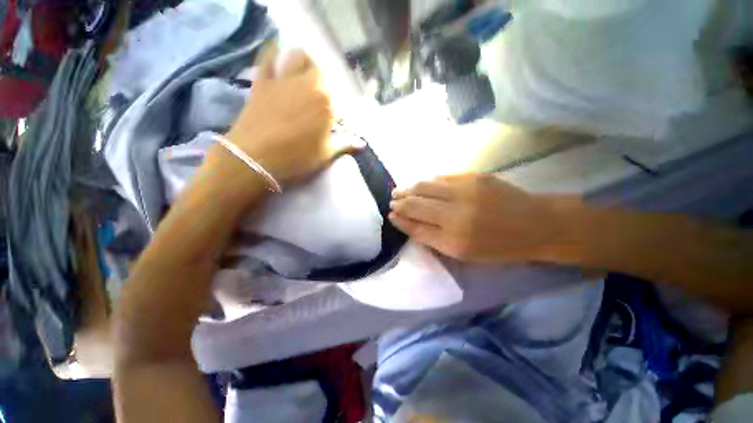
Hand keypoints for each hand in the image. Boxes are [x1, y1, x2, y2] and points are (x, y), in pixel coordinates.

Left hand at [225, 43, 356, 184]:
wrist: (256, 159)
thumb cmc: (297, 158)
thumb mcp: (325, 154)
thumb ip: (344, 144)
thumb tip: (362, 144)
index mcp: (326, 103)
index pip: (338, 100)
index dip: (338, 111)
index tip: (335, 123)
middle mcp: (307, 85)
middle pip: (320, 73)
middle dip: (323, 84)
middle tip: (320, 99)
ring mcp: (283, 80)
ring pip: (298, 57)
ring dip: (304, 63)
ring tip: (304, 76)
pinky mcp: (262, 81)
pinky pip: (268, 58)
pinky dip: (273, 54)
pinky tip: (278, 54)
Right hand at [389, 173, 583, 262]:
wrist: (537, 224)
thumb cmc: (500, 247)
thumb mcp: (465, 254)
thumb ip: (435, 239)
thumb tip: (411, 223)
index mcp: (454, 241)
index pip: (415, 227)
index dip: (400, 221)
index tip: (391, 216)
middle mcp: (455, 215)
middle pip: (415, 204)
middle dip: (399, 203)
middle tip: (392, 202)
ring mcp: (464, 192)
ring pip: (424, 187)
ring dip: (408, 189)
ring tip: (400, 191)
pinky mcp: (474, 177)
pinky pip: (440, 178)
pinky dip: (427, 182)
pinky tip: (421, 185)